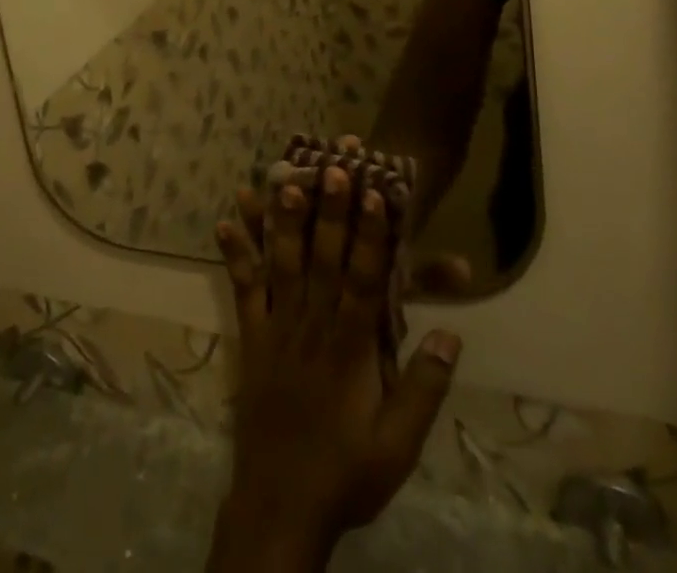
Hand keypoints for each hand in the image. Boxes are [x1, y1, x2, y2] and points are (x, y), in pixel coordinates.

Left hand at [210, 171, 461, 569]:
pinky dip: (236, 253)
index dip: (371, 236)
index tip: (375, 194)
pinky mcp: (251, 337)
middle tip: (331, 167)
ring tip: (282, 178)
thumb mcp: (398, 447)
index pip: (365, 281)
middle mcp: (312, 327)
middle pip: (323, 260)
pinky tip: (225, 220)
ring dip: (284, 221)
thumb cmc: (346, 474)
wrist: (279, 508)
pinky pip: (243, 289)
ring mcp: (277, 329)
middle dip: (329, 212)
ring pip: (282, 265)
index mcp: (351, 350)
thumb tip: (451, 334)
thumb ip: (424, 389)